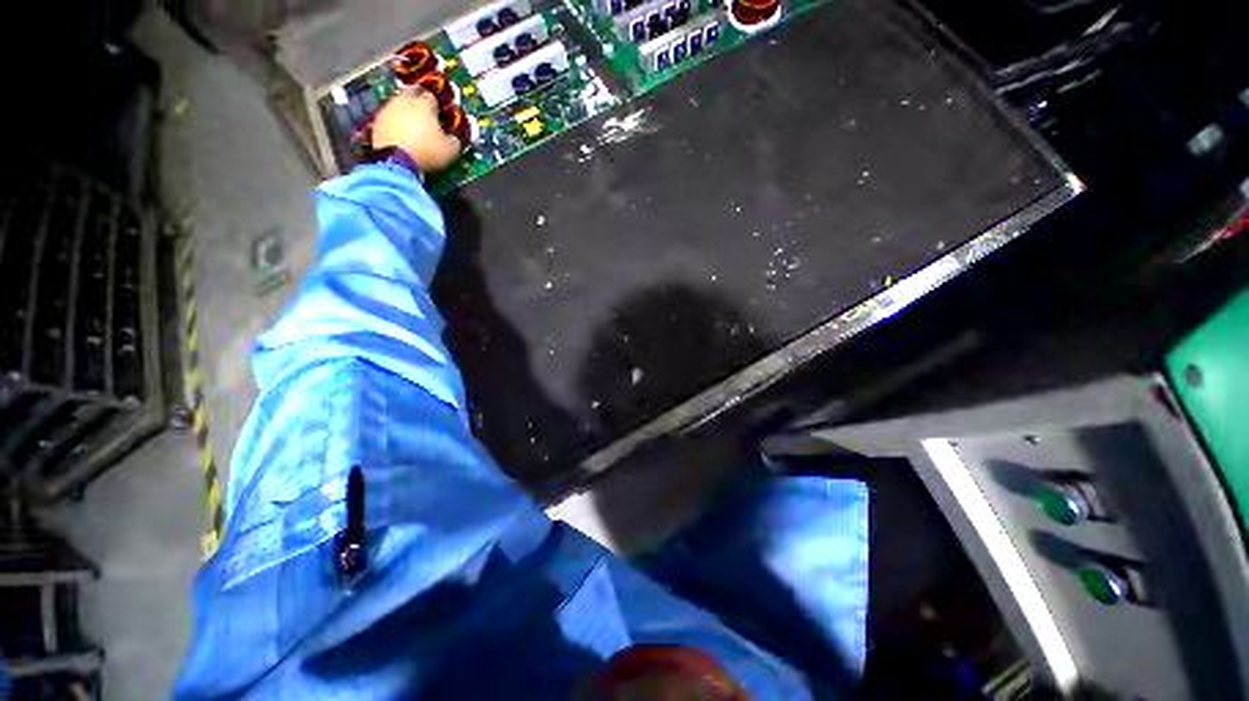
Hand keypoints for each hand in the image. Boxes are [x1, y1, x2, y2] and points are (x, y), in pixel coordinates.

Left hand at [371, 91, 462, 172]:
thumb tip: (453, 138)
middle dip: (416, 101)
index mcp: (424, 105)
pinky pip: (388, 117)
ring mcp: (388, 110)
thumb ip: (453, 141)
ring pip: (397, 104)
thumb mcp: (450, 150)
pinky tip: (398, 134)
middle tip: (422, 115)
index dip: (436, 106)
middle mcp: (404, 101)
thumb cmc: (427, 152)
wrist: (396, 161)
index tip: (438, 115)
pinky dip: (393, 123)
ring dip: (403, 111)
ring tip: (409, 125)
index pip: (431, 98)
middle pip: (411, 94)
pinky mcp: (377, 121)